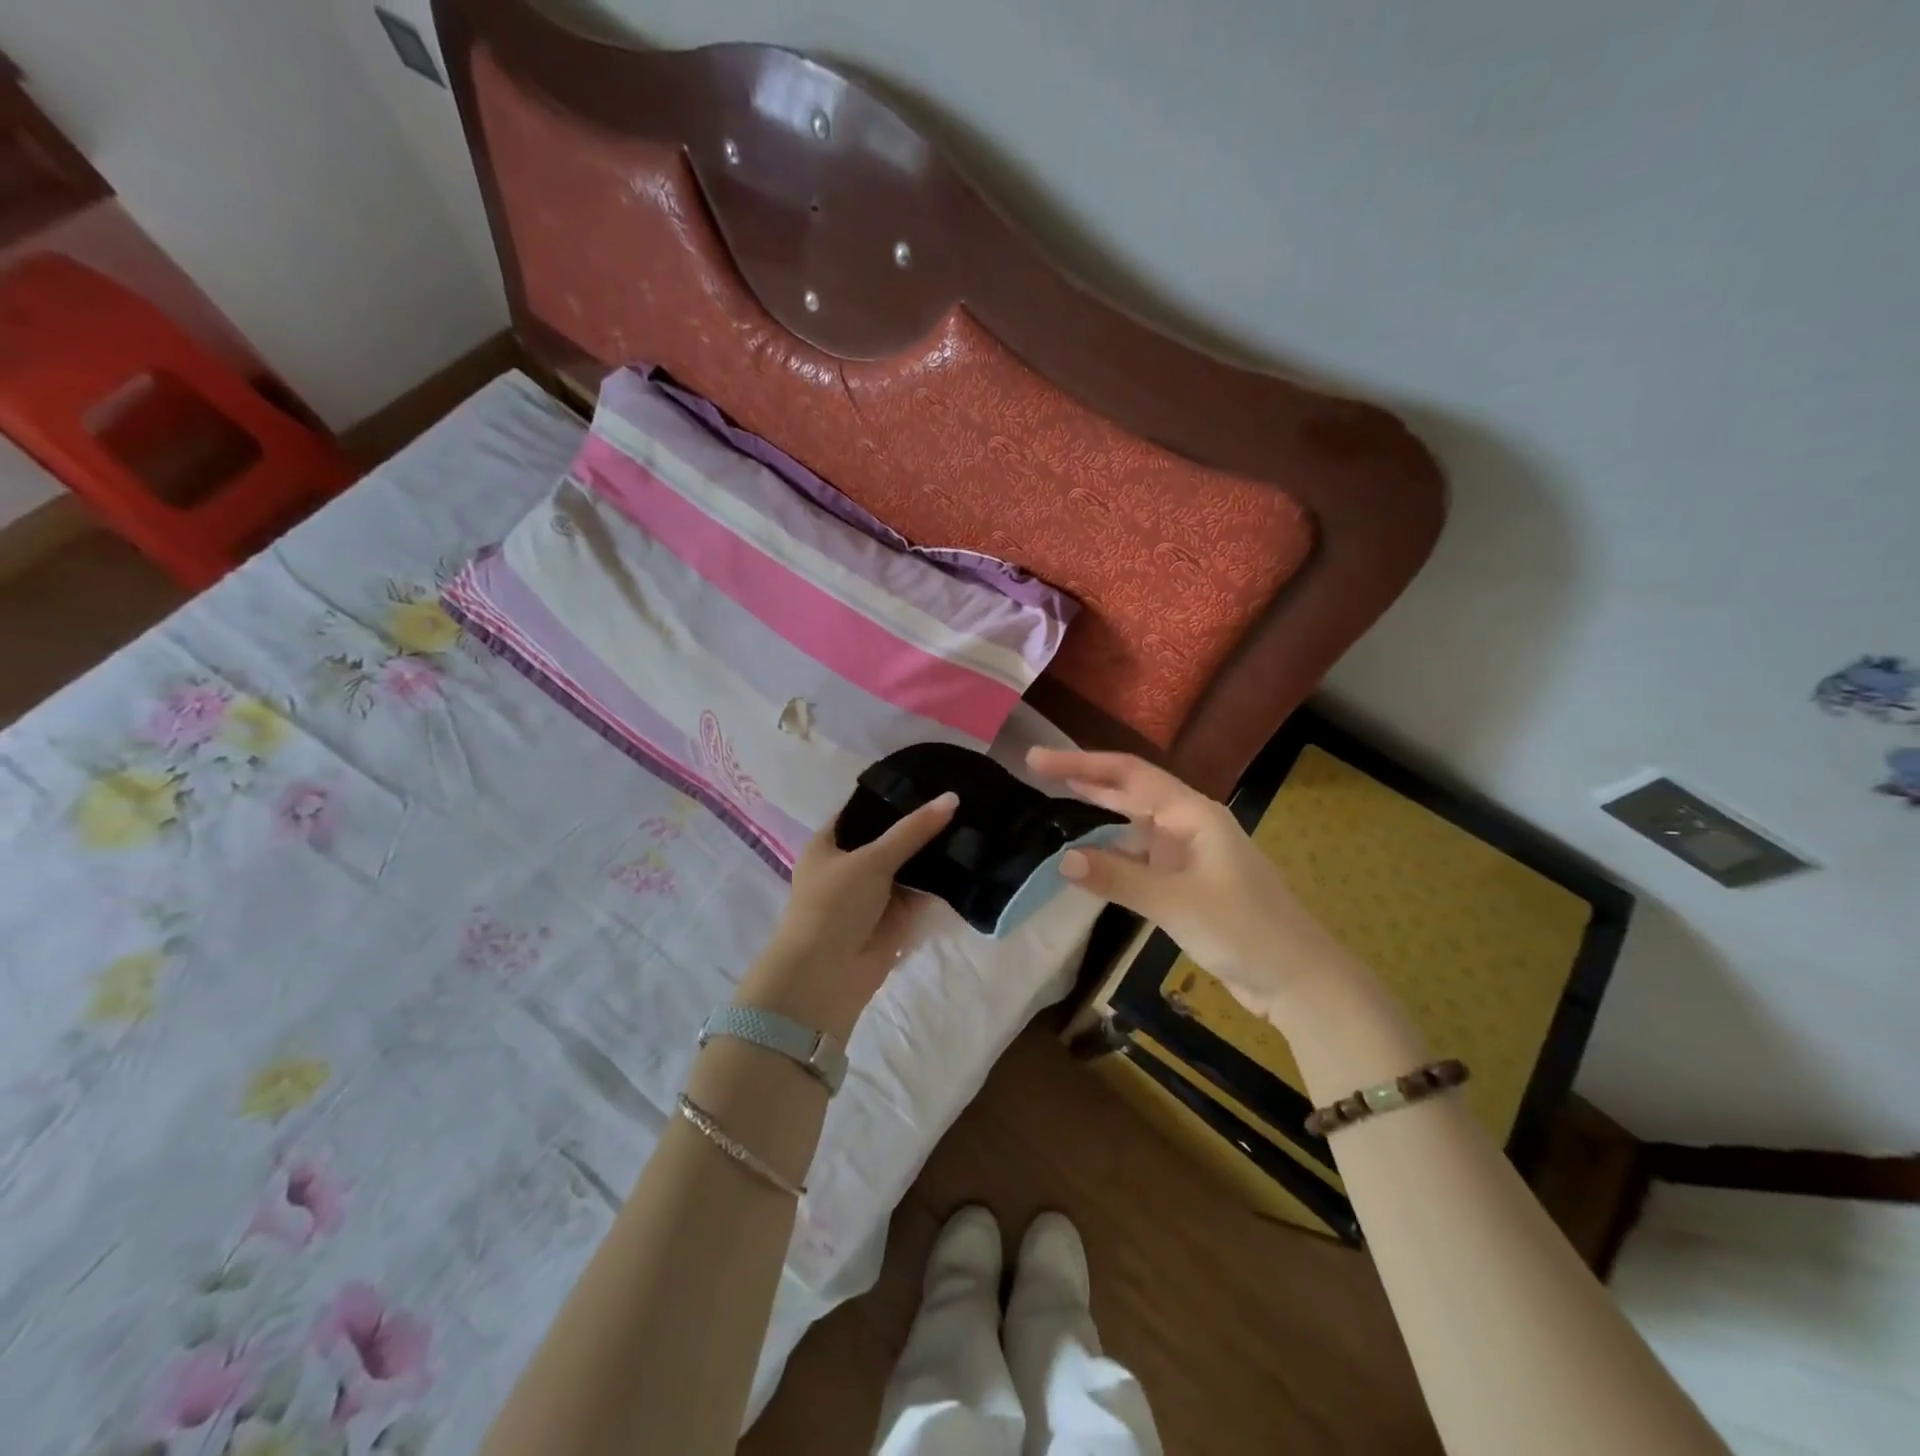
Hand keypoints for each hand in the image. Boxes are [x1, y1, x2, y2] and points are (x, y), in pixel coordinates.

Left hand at [739, 791, 958, 1038]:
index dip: (893, 796)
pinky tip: (971, 858)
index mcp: (829, 843)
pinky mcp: (895, 917)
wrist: (826, 976)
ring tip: (973, 821)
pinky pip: (921, 891)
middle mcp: (851, 864)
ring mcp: (874, 892)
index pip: (864, 810)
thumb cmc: (834, 905)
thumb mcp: (871, 859)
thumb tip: (952, 798)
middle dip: (921, 824)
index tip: (930, 778)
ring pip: (909, 865)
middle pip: (891, 837)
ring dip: (934, 851)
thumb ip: (912, 830)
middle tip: (962, 798)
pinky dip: (940, 880)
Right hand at [1027, 748, 1344, 1019]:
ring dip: (1099, 810)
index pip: (1128, 775)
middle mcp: (1190, 824)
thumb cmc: (1243, 930)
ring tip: (1058, 798)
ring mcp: (1190, 852)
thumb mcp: (1175, 902)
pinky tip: (1090, 858)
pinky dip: (1113, 852)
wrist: (1297, 979)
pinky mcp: (1188, 880)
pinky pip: (1141, 855)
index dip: (1082, 764)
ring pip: (1135, 822)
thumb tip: (1064, 859)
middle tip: (1038, 767)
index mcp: (1193, 814)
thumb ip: (1118, 878)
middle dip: (1086, 778)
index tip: (1038, 759)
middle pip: (1130, 790)